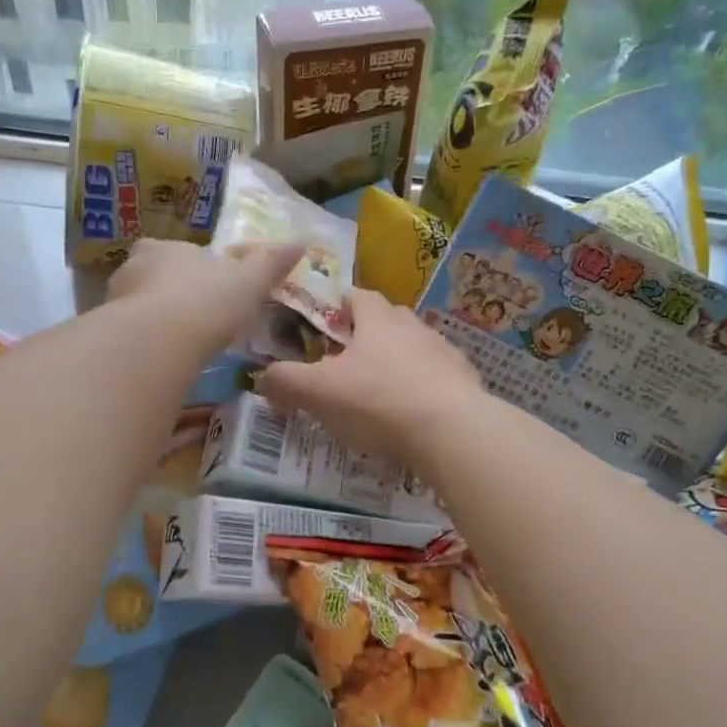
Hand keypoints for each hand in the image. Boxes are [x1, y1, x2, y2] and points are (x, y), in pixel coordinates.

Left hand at [106, 238, 302, 351]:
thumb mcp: (249, 282)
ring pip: (136, 308)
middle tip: (193, 320)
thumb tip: (304, 240)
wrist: (159, 340)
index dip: (192, 269)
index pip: (176, 253)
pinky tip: (159, 363)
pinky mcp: (107, 334)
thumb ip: (271, 263)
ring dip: (153, 322)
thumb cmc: (207, 301)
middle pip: (152, 278)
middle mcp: (133, 268)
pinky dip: (143, 346)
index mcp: (165, 249)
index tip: (207, 290)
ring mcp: (115, 302)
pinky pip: (128, 337)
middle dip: (169, 295)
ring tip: (178, 346)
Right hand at [258, 288, 483, 460]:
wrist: (451, 430)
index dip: (338, 305)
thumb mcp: (318, 392)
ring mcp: (444, 352)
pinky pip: (435, 378)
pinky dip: (420, 389)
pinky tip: (409, 416)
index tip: (324, 325)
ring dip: (395, 363)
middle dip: (366, 336)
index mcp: (378, 319)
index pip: (356, 295)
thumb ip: (285, 381)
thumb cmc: (378, 400)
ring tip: (377, 394)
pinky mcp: (464, 381)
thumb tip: (262, 378)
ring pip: (412, 349)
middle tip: (345, 364)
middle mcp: (413, 326)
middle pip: (386, 320)